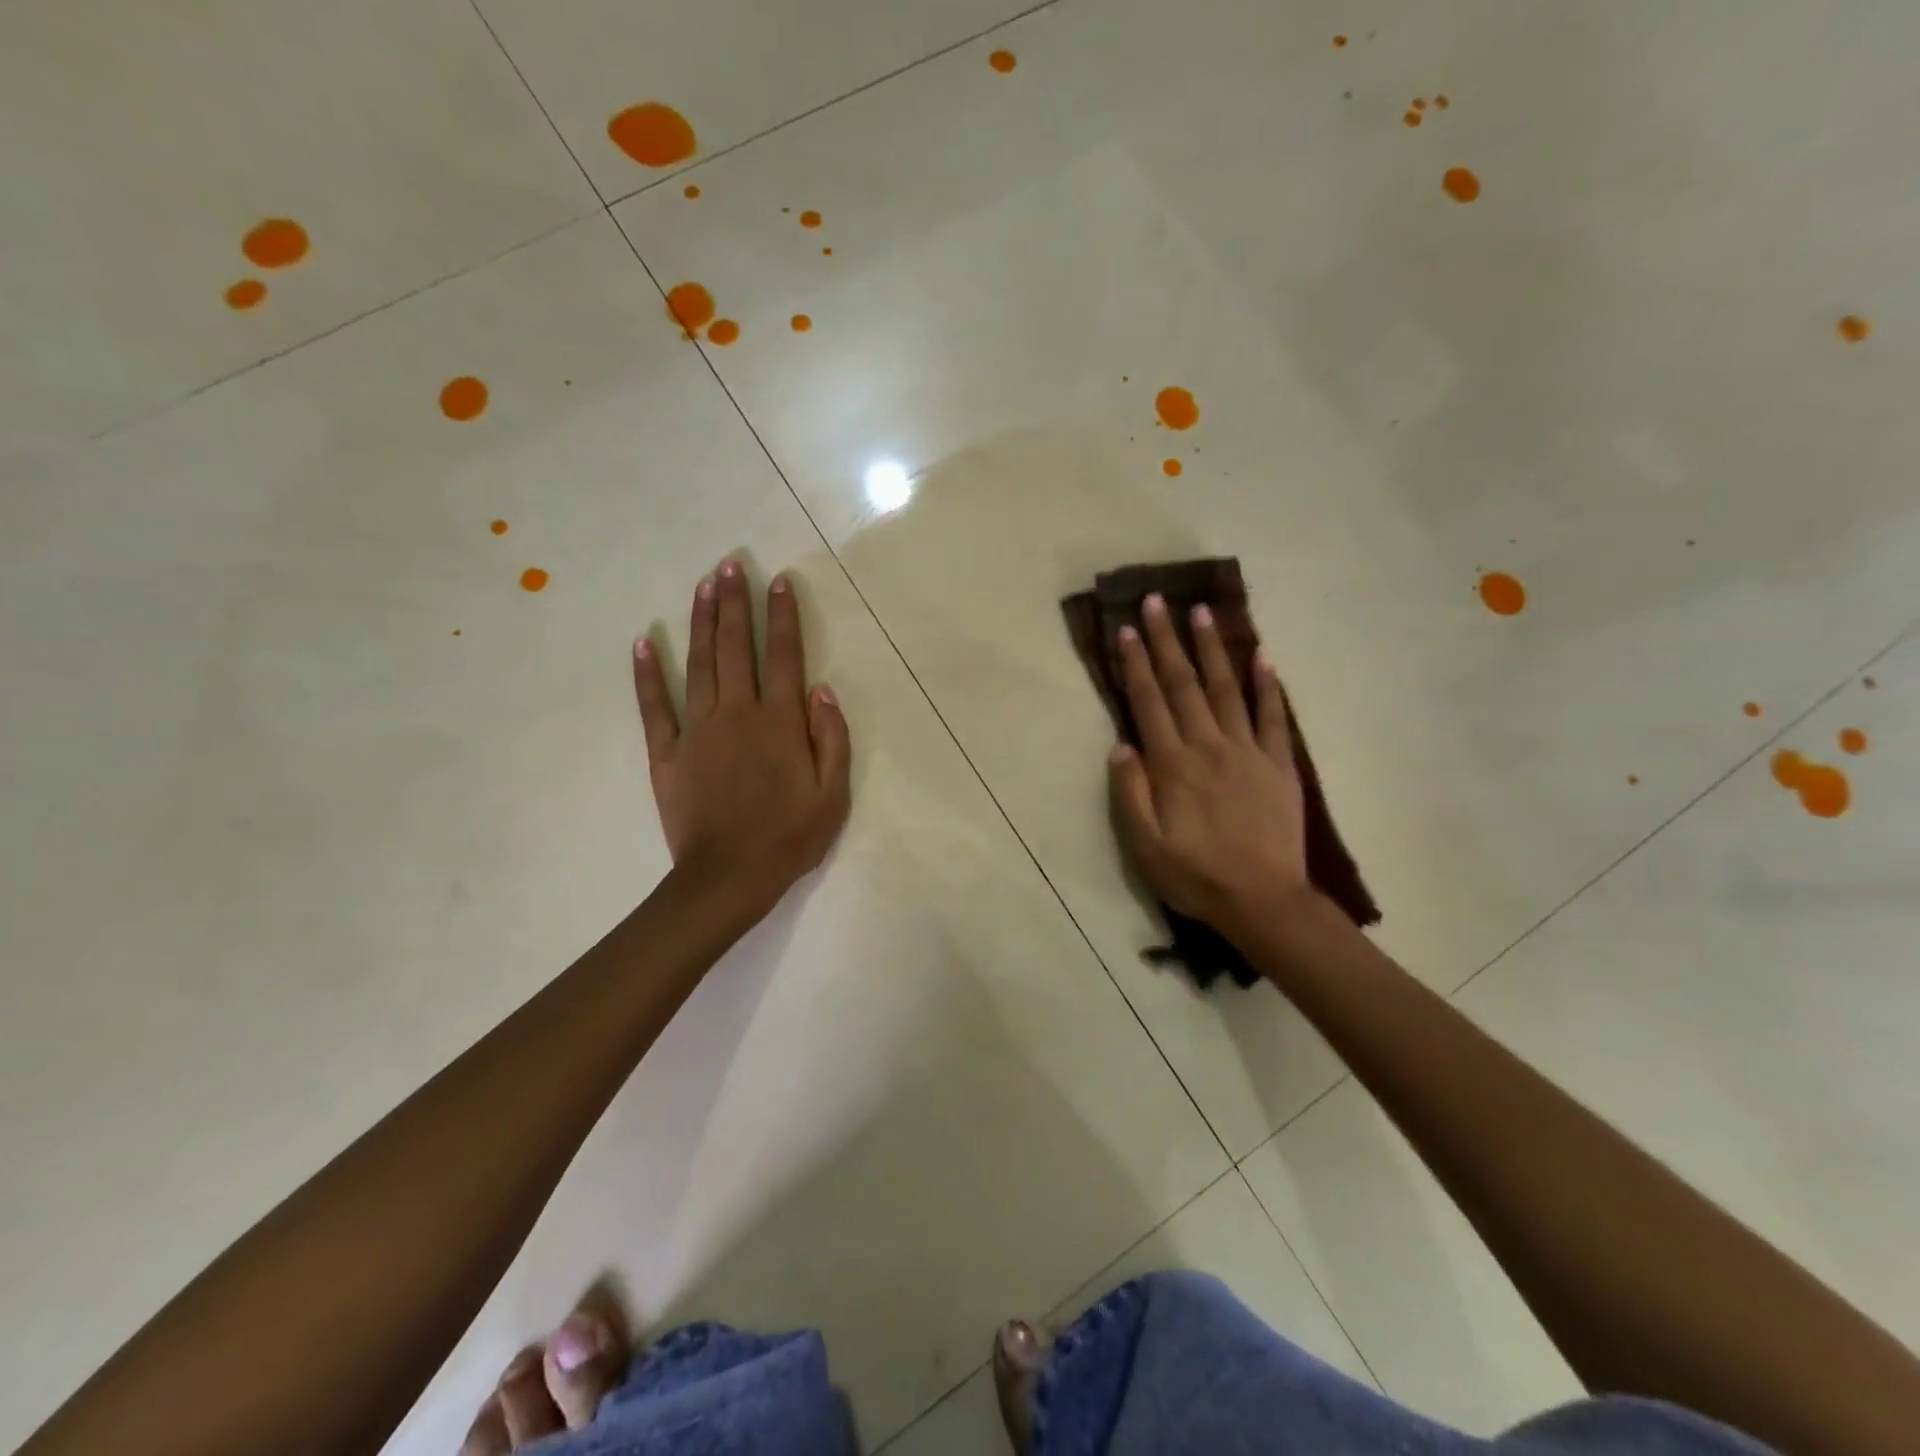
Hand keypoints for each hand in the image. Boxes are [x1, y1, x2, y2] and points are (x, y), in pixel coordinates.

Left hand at [633, 560, 851, 922]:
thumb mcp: (833, 795)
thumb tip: (820, 690)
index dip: (782, 616)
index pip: (783, 656)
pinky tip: (643, 643)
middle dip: (734, 602)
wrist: (729, 877)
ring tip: (703, 585)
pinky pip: (654, 706)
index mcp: (779, 722)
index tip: (777, 581)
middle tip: (731, 563)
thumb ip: (832, 738)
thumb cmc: (789, 838)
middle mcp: (737, 713)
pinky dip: (647, 674)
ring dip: (700, 621)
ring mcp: (697, 730)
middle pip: (735, 647)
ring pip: (698, 664)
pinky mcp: (666, 752)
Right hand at [1107, 593, 1308, 936]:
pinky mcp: (1279, 765)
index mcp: (1172, 765)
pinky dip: (1267, 685)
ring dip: (1211, 649)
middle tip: (1158, 601)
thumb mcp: (1143, 846)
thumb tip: (1121, 745)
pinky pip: (1274, 717)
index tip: (1126, 629)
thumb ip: (1130, 793)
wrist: (1263, 900)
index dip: (1136, 664)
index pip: (1149, 702)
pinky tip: (1262, 655)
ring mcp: (1248, 752)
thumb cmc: (1195, 875)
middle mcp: (1208, 746)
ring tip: (1202, 612)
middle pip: (1183, 684)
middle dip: (1167, 641)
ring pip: (1225, 689)